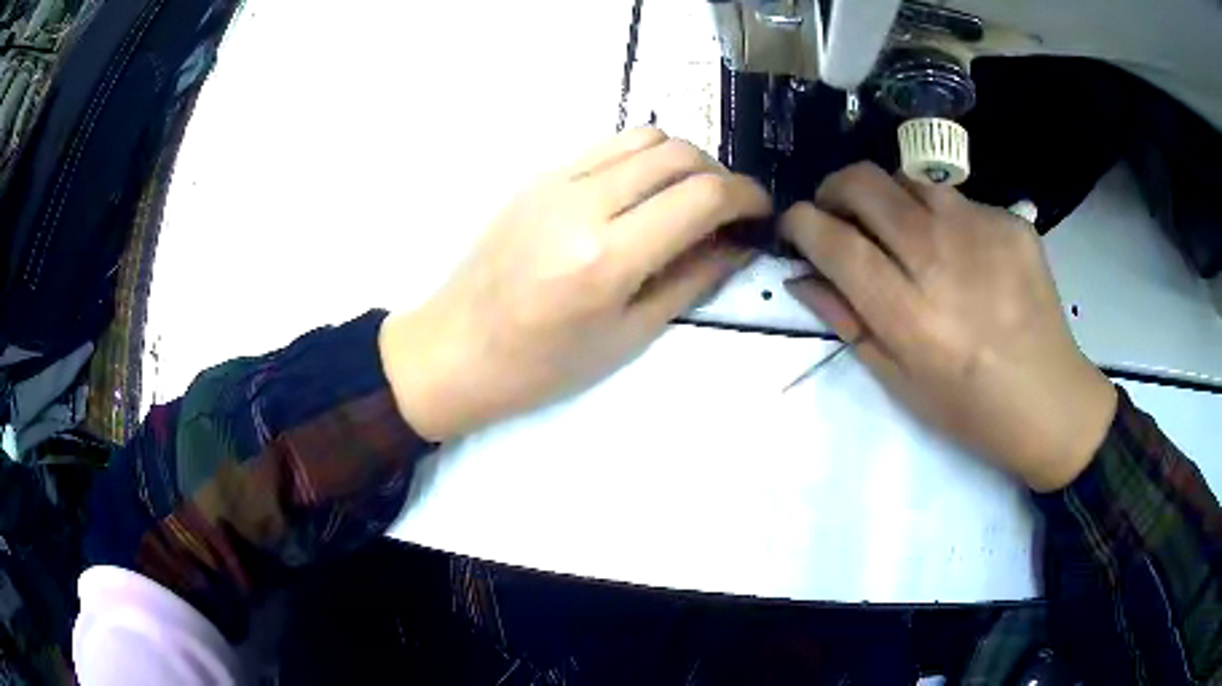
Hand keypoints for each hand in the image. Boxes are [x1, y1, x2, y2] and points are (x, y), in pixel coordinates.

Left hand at [380, 128, 769, 441]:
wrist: (455, 350)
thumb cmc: (543, 365)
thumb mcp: (630, 335)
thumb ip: (692, 278)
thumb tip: (738, 242)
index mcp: (607, 257)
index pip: (702, 195)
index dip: (746, 196)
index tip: (761, 212)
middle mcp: (583, 203)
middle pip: (678, 153)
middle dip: (720, 174)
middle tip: (729, 209)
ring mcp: (555, 181)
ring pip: (645, 136)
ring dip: (683, 159)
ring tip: (689, 197)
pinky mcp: (538, 176)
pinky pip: (608, 147)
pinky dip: (643, 158)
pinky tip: (643, 193)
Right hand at [781, 163, 1116, 491]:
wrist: (1051, 400)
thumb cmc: (971, 409)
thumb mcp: (900, 384)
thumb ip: (849, 323)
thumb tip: (802, 275)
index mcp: (911, 316)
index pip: (835, 242)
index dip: (800, 224)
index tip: (793, 226)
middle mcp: (943, 258)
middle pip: (864, 184)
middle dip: (833, 189)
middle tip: (837, 214)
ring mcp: (982, 230)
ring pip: (907, 178)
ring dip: (887, 197)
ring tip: (900, 231)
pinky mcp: (1011, 221)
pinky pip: (957, 198)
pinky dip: (941, 216)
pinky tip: (960, 252)